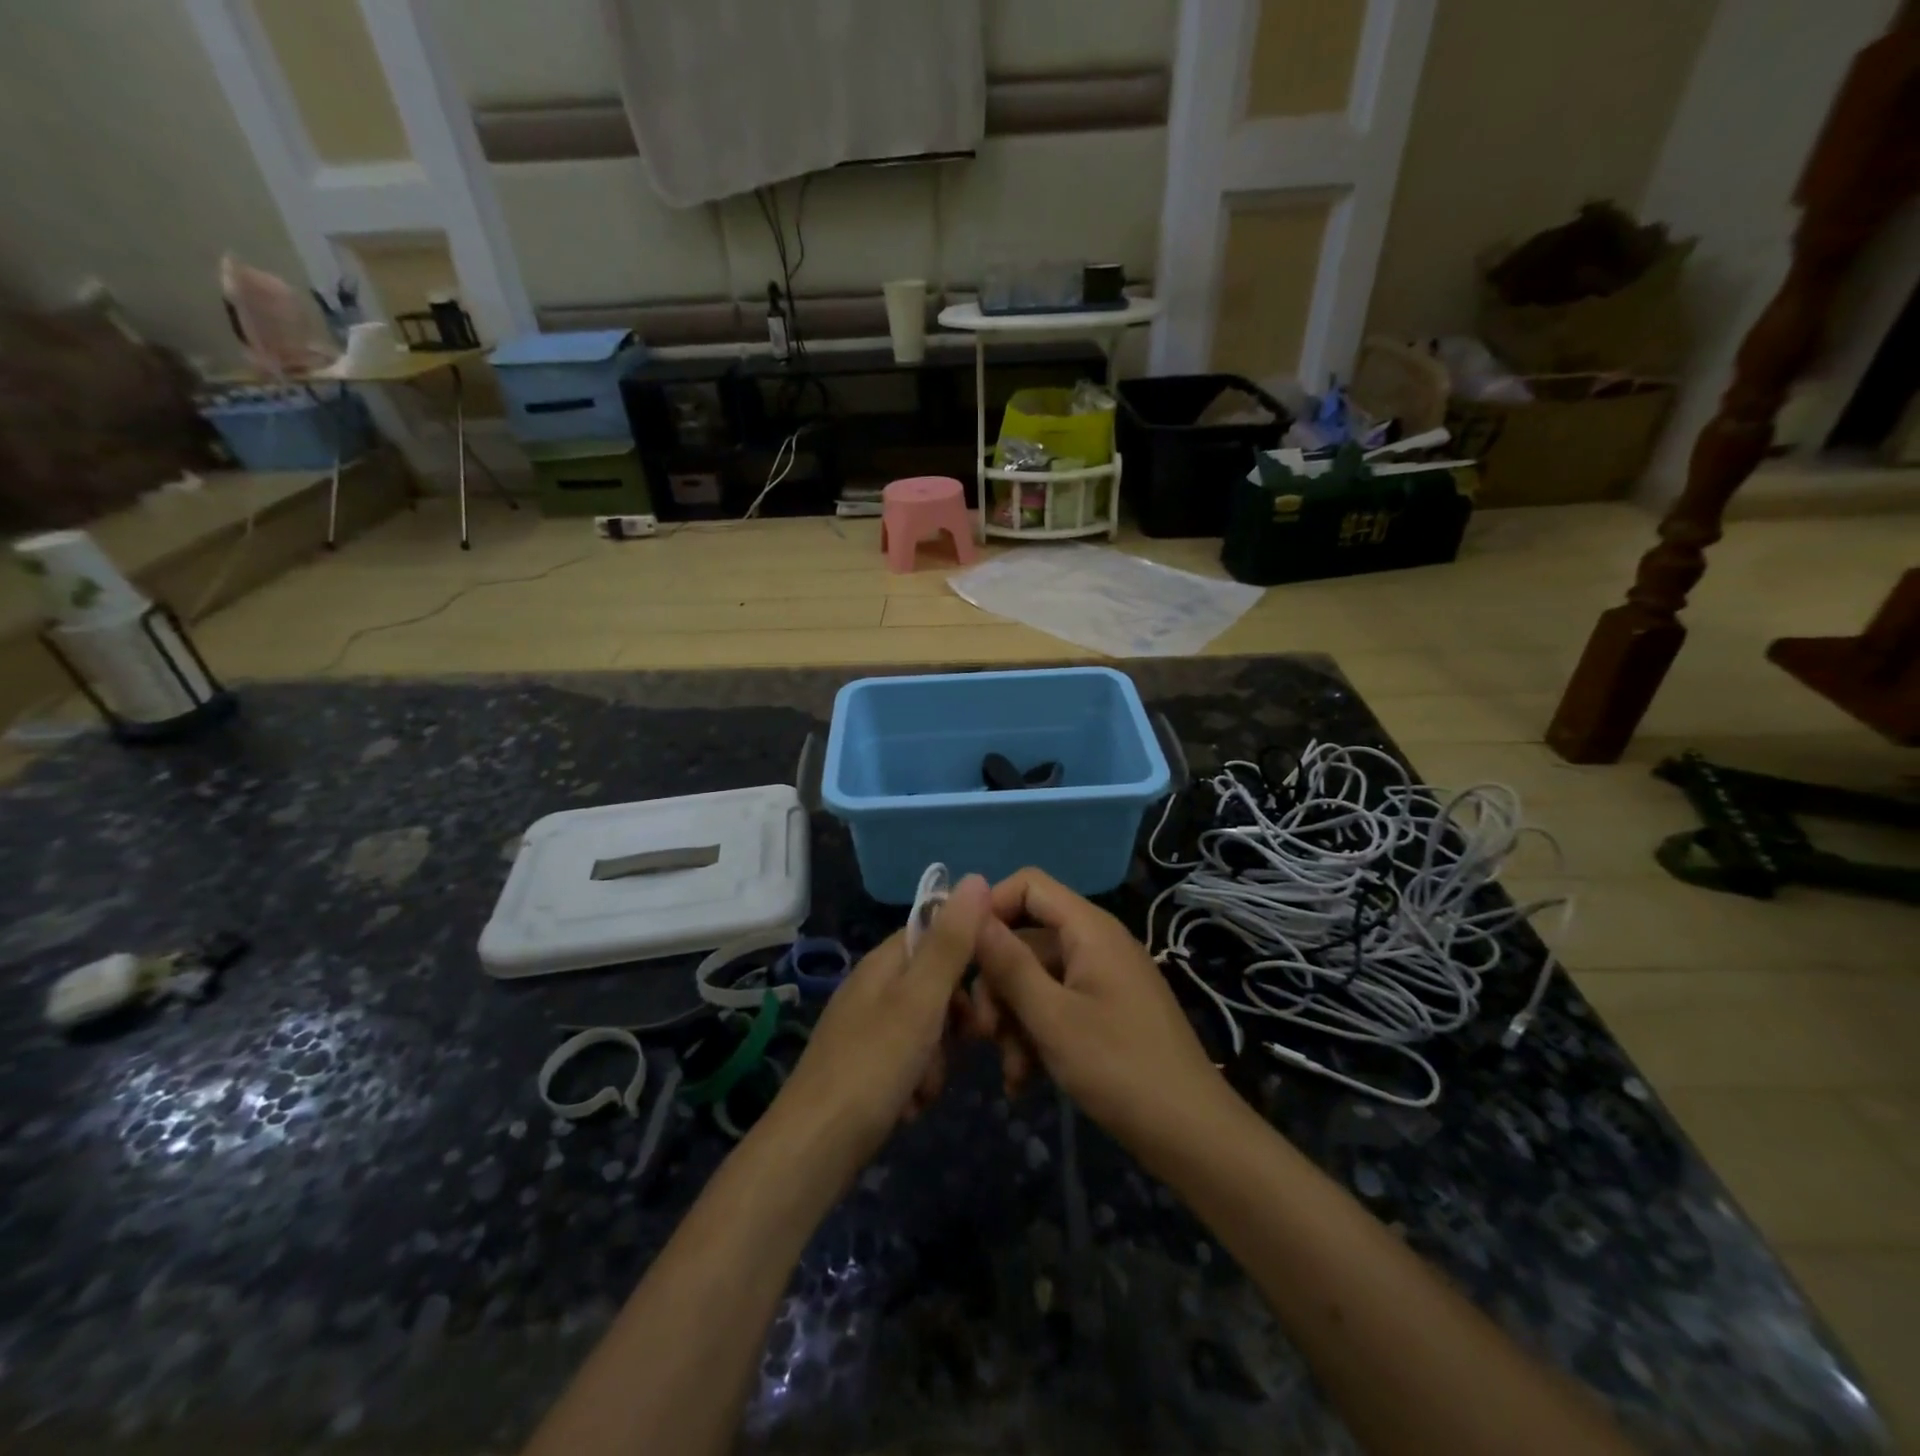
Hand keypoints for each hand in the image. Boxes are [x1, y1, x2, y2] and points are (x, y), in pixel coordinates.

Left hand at [768, 874, 991, 1175]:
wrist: (813, 1151)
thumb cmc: (872, 1067)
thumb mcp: (920, 1001)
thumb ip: (950, 943)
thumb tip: (975, 877)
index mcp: (883, 963)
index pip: (935, 932)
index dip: (967, 953)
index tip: (993, 983)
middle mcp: (874, 988)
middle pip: (935, 985)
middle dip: (955, 1019)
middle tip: (967, 1043)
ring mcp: (867, 1029)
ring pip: (927, 1029)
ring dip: (937, 1060)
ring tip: (924, 1087)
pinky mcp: (865, 1068)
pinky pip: (909, 1062)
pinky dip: (916, 1084)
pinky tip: (908, 1107)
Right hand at [973, 868, 1230, 1151]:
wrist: (1193, 1137)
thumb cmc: (1120, 1068)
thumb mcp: (1052, 1017)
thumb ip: (1008, 963)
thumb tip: (971, 908)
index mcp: (1089, 929)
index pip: (1028, 884)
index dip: (991, 909)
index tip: (961, 954)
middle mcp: (1096, 943)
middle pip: (1027, 938)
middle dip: (998, 984)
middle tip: (982, 1034)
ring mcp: (1102, 979)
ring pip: (1036, 979)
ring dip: (1014, 1021)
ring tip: (1011, 1072)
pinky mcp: (1106, 1012)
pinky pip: (1057, 1006)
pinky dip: (1036, 1036)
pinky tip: (1024, 1081)